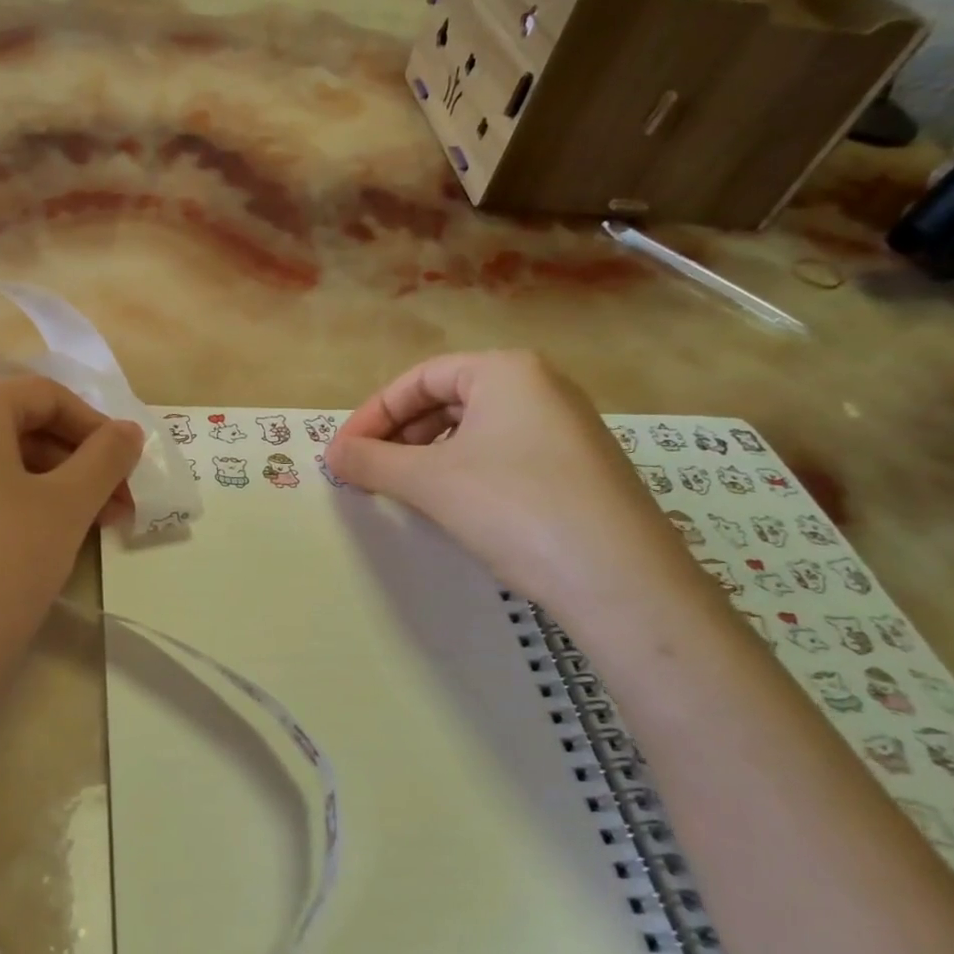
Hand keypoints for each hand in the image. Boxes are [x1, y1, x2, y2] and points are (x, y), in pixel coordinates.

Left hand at [0, 376, 142, 776]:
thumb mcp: (64, 510)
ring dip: (42, 489)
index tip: (128, 474)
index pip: (46, 396)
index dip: (97, 429)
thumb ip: (105, 459)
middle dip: (74, 464)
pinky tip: (21, 554)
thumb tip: (128, 430)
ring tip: (77, 535)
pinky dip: (0, 509)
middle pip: (15, 428)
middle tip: (114, 512)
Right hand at [326, 352, 711, 624]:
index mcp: (506, 371)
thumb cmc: (513, 508)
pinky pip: (503, 456)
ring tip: (404, 493)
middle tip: (368, 474)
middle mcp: (541, 387)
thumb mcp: (428, 481)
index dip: (372, 414)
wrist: (622, 582)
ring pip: (475, 431)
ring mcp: (566, 429)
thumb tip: (331, 455)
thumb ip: (371, 461)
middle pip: (447, 401)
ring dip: (428, 457)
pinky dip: (464, 474)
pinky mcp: (579, 470)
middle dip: (399, 436)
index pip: (419, 379)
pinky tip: (453, 508)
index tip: (343, 453)